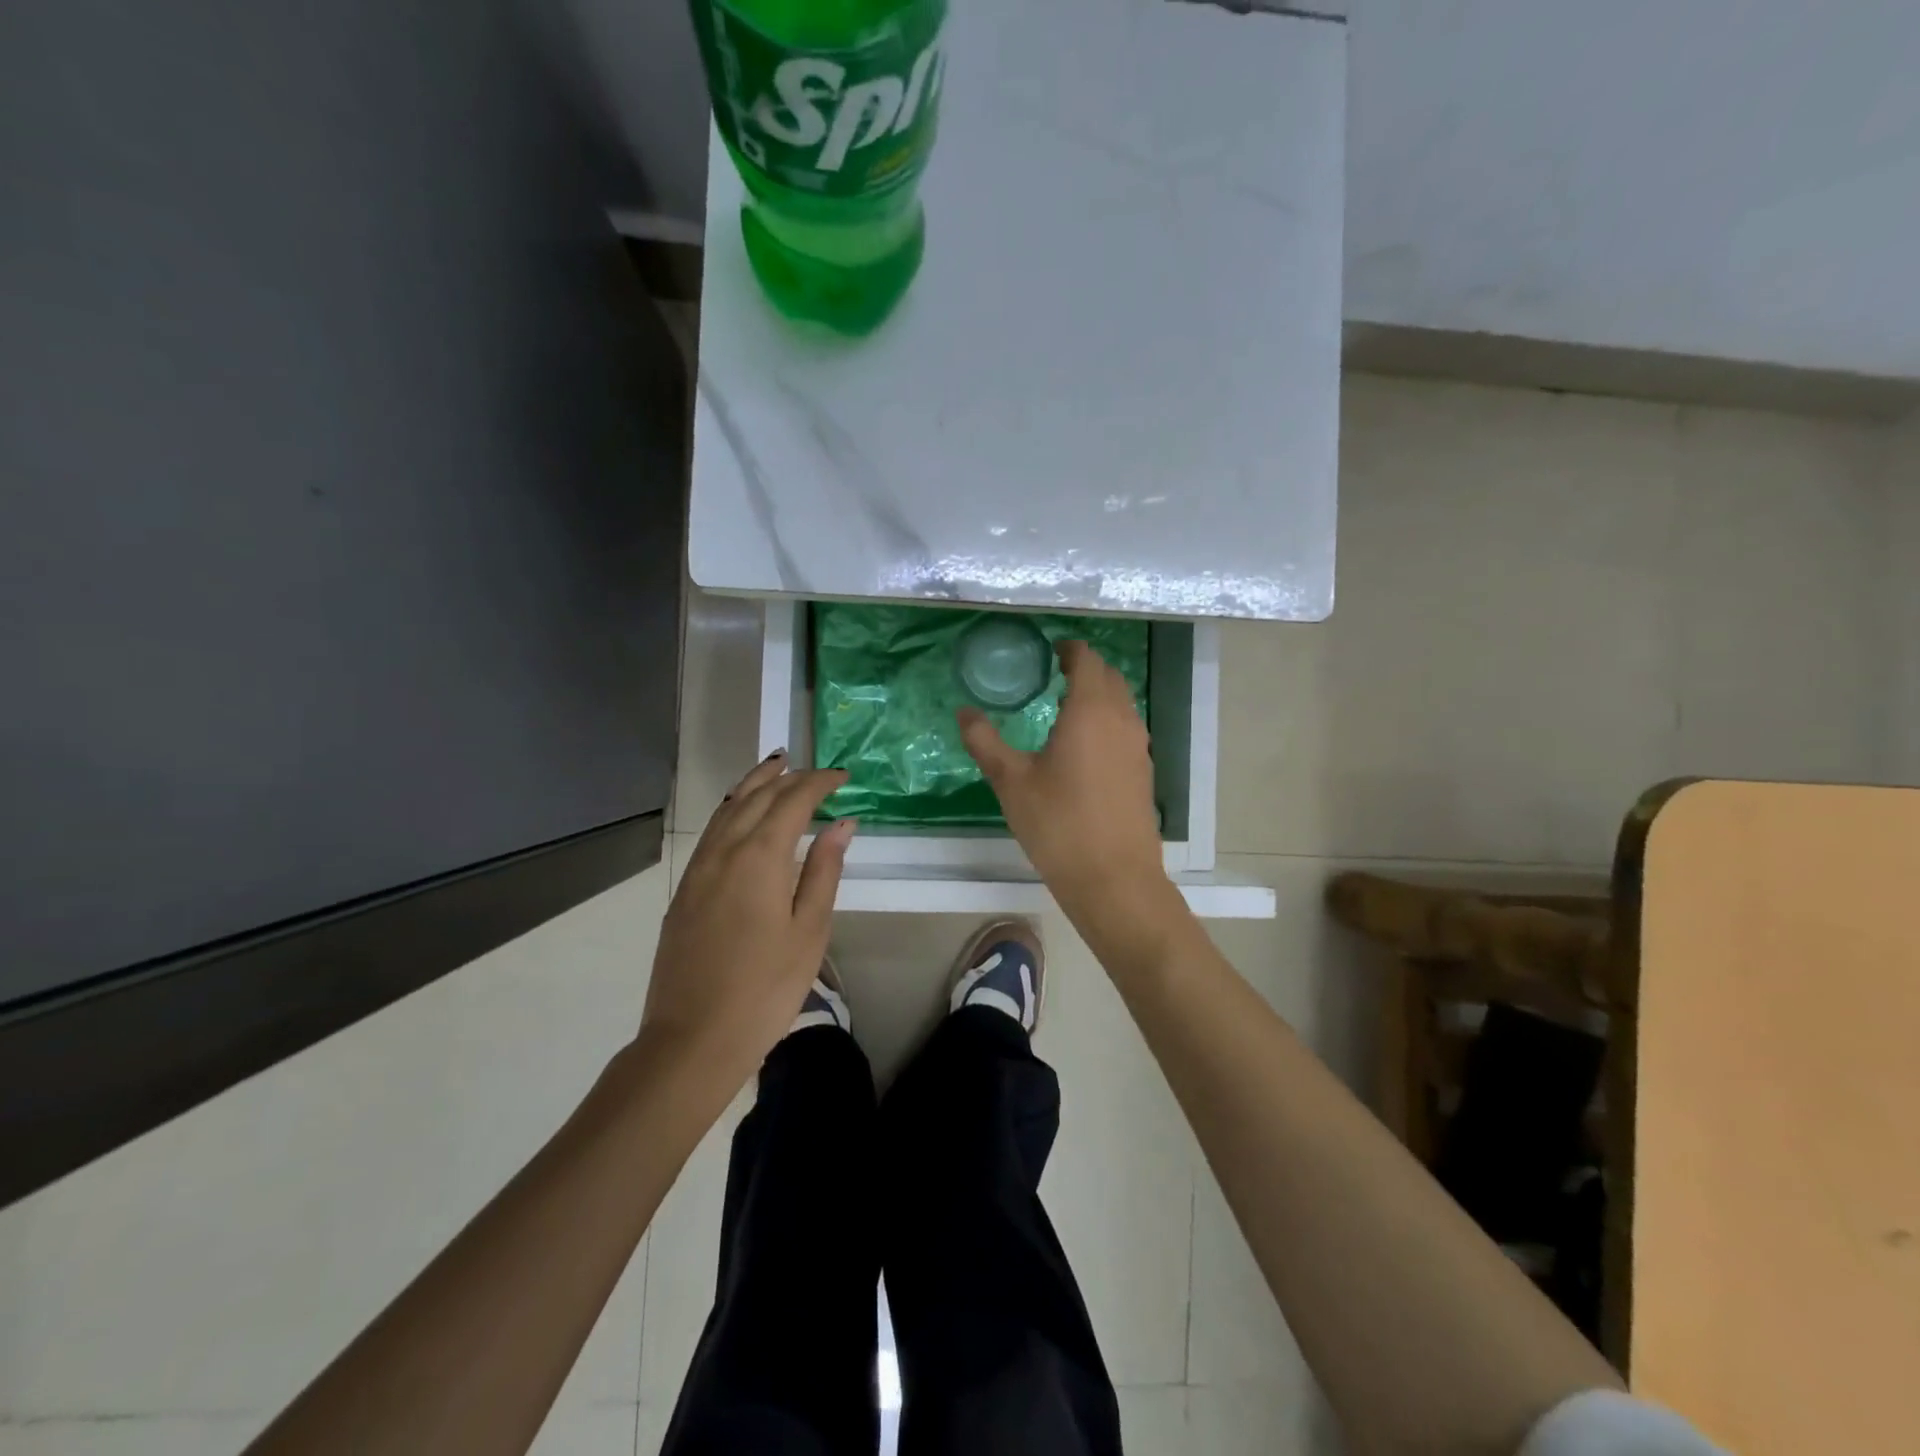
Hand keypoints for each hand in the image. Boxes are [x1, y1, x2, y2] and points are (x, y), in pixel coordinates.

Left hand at [641, 752, 854, 1098]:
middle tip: (813, 769)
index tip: (842, 776)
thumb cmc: (766, 988)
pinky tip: (741, 814)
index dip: (818, 783)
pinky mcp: (685, 889)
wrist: (693, 1038)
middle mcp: (724, 850)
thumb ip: (824, 870)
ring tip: (775, 768)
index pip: (792, 801)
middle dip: (787, 777)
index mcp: (760, 857)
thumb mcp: (810, 930)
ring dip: (754, 784)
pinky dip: (732, 809)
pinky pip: (711, 831)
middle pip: (757, 797)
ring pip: (727, 809)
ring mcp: (698, 869)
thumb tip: (841, 824)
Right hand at [957, 640, 1167, 915]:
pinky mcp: (1143, 771)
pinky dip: (1107, 721)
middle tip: (1053, 674)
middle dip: (1085, 668)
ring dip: (1098, 695)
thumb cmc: (1059, 824)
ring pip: (1121, 704)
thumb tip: (964, 712)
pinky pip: (1126, 729)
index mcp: (1090, 711)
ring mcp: (1138, 747)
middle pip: (1109, 677)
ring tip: (1064, 707)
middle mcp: (1121, 720)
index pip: (1088, 660)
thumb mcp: (1011, 782)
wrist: (1114, 879)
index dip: (1070, 649)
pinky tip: (1083, 746)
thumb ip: (985, 741)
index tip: (1050, 650)